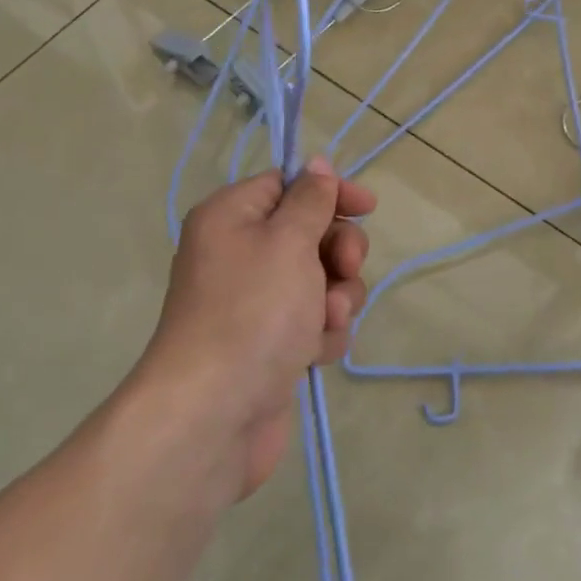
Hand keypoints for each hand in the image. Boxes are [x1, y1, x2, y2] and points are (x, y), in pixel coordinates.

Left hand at [143, 156, 375, 498]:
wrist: (213, 415)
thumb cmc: (253, 311)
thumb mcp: (289, 241)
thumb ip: (311, 199)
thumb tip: (316, 164)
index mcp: (232, 217)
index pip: (288, 184)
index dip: (330, 192)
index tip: (367, 208)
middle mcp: (239, 254)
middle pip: (310, 232)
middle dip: (338, 252)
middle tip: (345, 268)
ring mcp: (255, 303)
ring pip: (320, 280)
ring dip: (336, 297)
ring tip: (326, 321)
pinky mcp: (270, 344)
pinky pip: (312, 321)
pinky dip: (321, 333)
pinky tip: (314, 354)